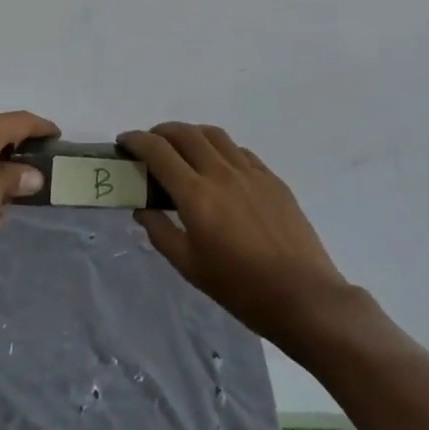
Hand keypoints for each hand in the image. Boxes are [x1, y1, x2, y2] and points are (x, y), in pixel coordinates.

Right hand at [121, 123, 352, 348]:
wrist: (304, 297)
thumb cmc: (240, 288)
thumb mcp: (189, 267)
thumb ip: (160, 232)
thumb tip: (143, 208)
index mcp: (196, 195)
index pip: (158, 151)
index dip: (136, 140)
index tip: (124, 141)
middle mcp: (221, 174)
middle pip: (185, 133)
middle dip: (160, 132)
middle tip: (149, 144)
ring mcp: (250, 172)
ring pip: (214, 135)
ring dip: (190, 134)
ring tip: (182, 148)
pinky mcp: (272, 178)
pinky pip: (239, 151)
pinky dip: (219, 149)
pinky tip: (218, 166)